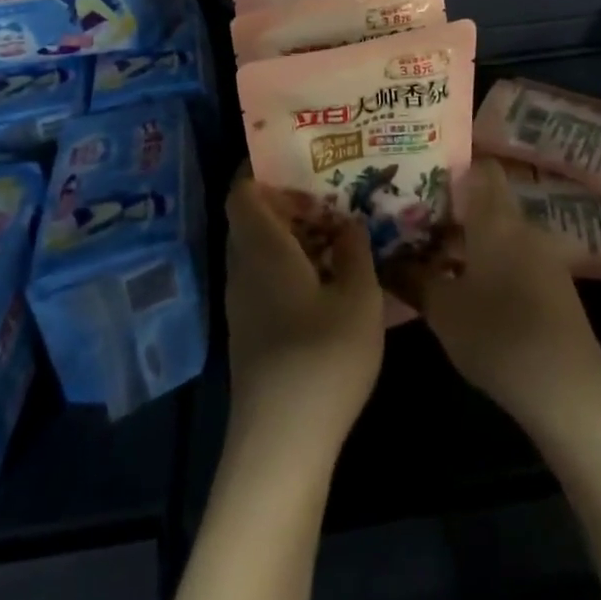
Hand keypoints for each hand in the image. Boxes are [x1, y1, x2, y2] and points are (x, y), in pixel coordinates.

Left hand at [224, 178, 384, 459]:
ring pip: (258, 248)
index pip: (242, 190)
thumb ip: (355, 251)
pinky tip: (327, 276)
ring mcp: (243, 302)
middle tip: (330, 188)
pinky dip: (288, 263)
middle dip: (286, 198)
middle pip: (251, 217)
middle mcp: (243, 267)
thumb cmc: (321, 358)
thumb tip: (348, 222)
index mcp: (263, 247)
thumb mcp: (358, 298)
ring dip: (290, 233)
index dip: (261, 167)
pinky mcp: (250, 330)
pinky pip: (263, 276)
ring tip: (336, 226)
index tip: (299, 155)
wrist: (281, 444)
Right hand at [389, 160, 600, 434]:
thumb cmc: (498, 335)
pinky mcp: (554, 287)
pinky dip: (489, 264)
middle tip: (413, 225)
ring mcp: (544, 257)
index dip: (453, 168)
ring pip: (499, 234)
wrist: (567, 390)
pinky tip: (466, 292)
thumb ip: (411, 278)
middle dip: (450, 213)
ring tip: (431, 261)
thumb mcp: (442, 309)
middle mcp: (523, 227)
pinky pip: (514, 258)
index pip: (481, 168)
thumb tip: (384, 260)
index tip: (421, 181)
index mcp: (497, 218)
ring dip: (468, 242)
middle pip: (486, 203)